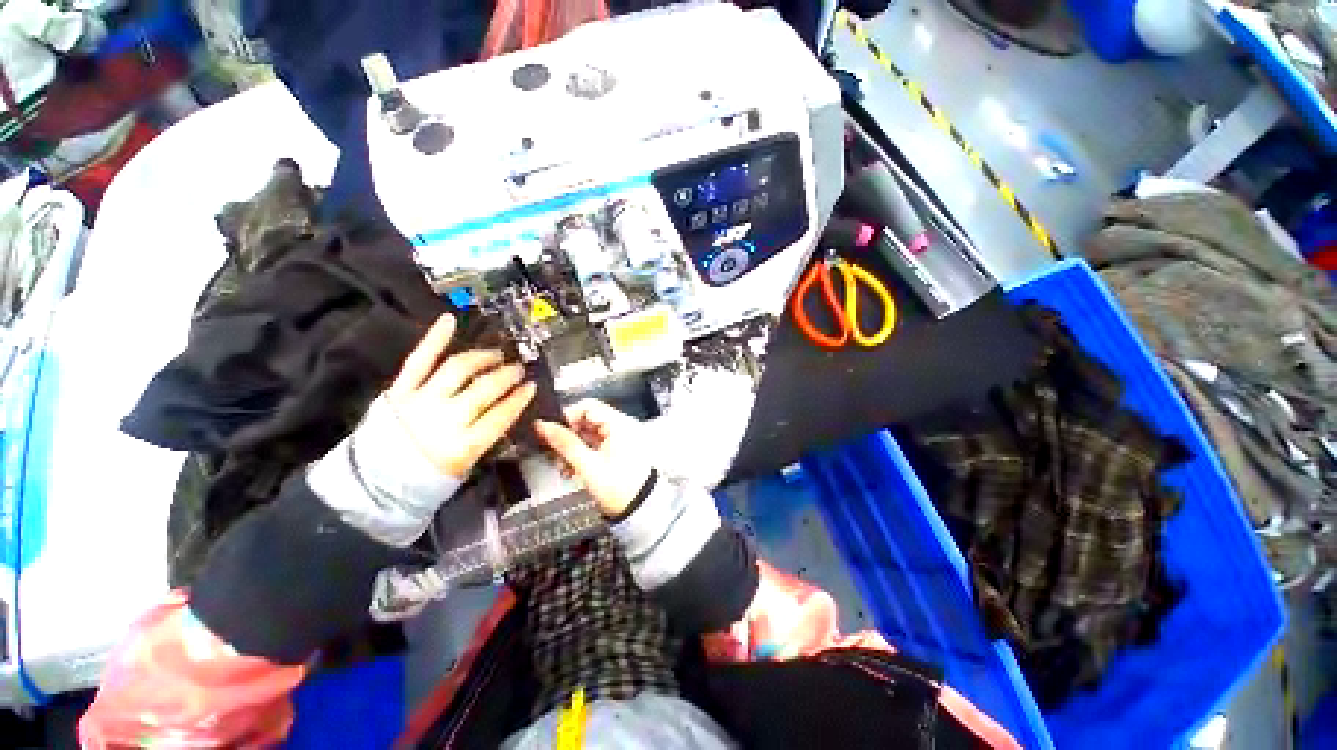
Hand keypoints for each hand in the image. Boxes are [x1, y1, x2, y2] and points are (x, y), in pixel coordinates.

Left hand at [386, 314, 535, 476]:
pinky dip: (435, 339)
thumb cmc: (426, 480)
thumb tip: (506, 410)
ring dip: (482, 358)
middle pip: (484, 388)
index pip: (501, 415)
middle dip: (506, 376)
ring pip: (458, 369)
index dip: (520, 398)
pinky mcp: (400, 391)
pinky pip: (419, 360)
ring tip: (496, 354)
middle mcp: (444, 419)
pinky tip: (449, 321)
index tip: (531, 386)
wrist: (373, 486)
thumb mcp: (466, 467)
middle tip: (518, 369)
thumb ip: (486, 437)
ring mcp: (420, 401)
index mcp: (463, 446)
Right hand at [535, 400, 653, 517]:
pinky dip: (582, 455)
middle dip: (568, 437)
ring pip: (588, 434)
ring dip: (573, 448)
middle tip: (554, 453)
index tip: (552, 433)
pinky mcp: (618, 451)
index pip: (588, 406)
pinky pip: (595, 445)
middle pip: (587, 421)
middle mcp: (622, 427)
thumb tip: (543, 426)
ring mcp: (620, 439)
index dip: (567, 417)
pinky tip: (573, 470)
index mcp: (619, 424)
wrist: (641, 510)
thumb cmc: (620, 489)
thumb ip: (565, 443)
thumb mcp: (588, 466)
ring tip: (564, 467)